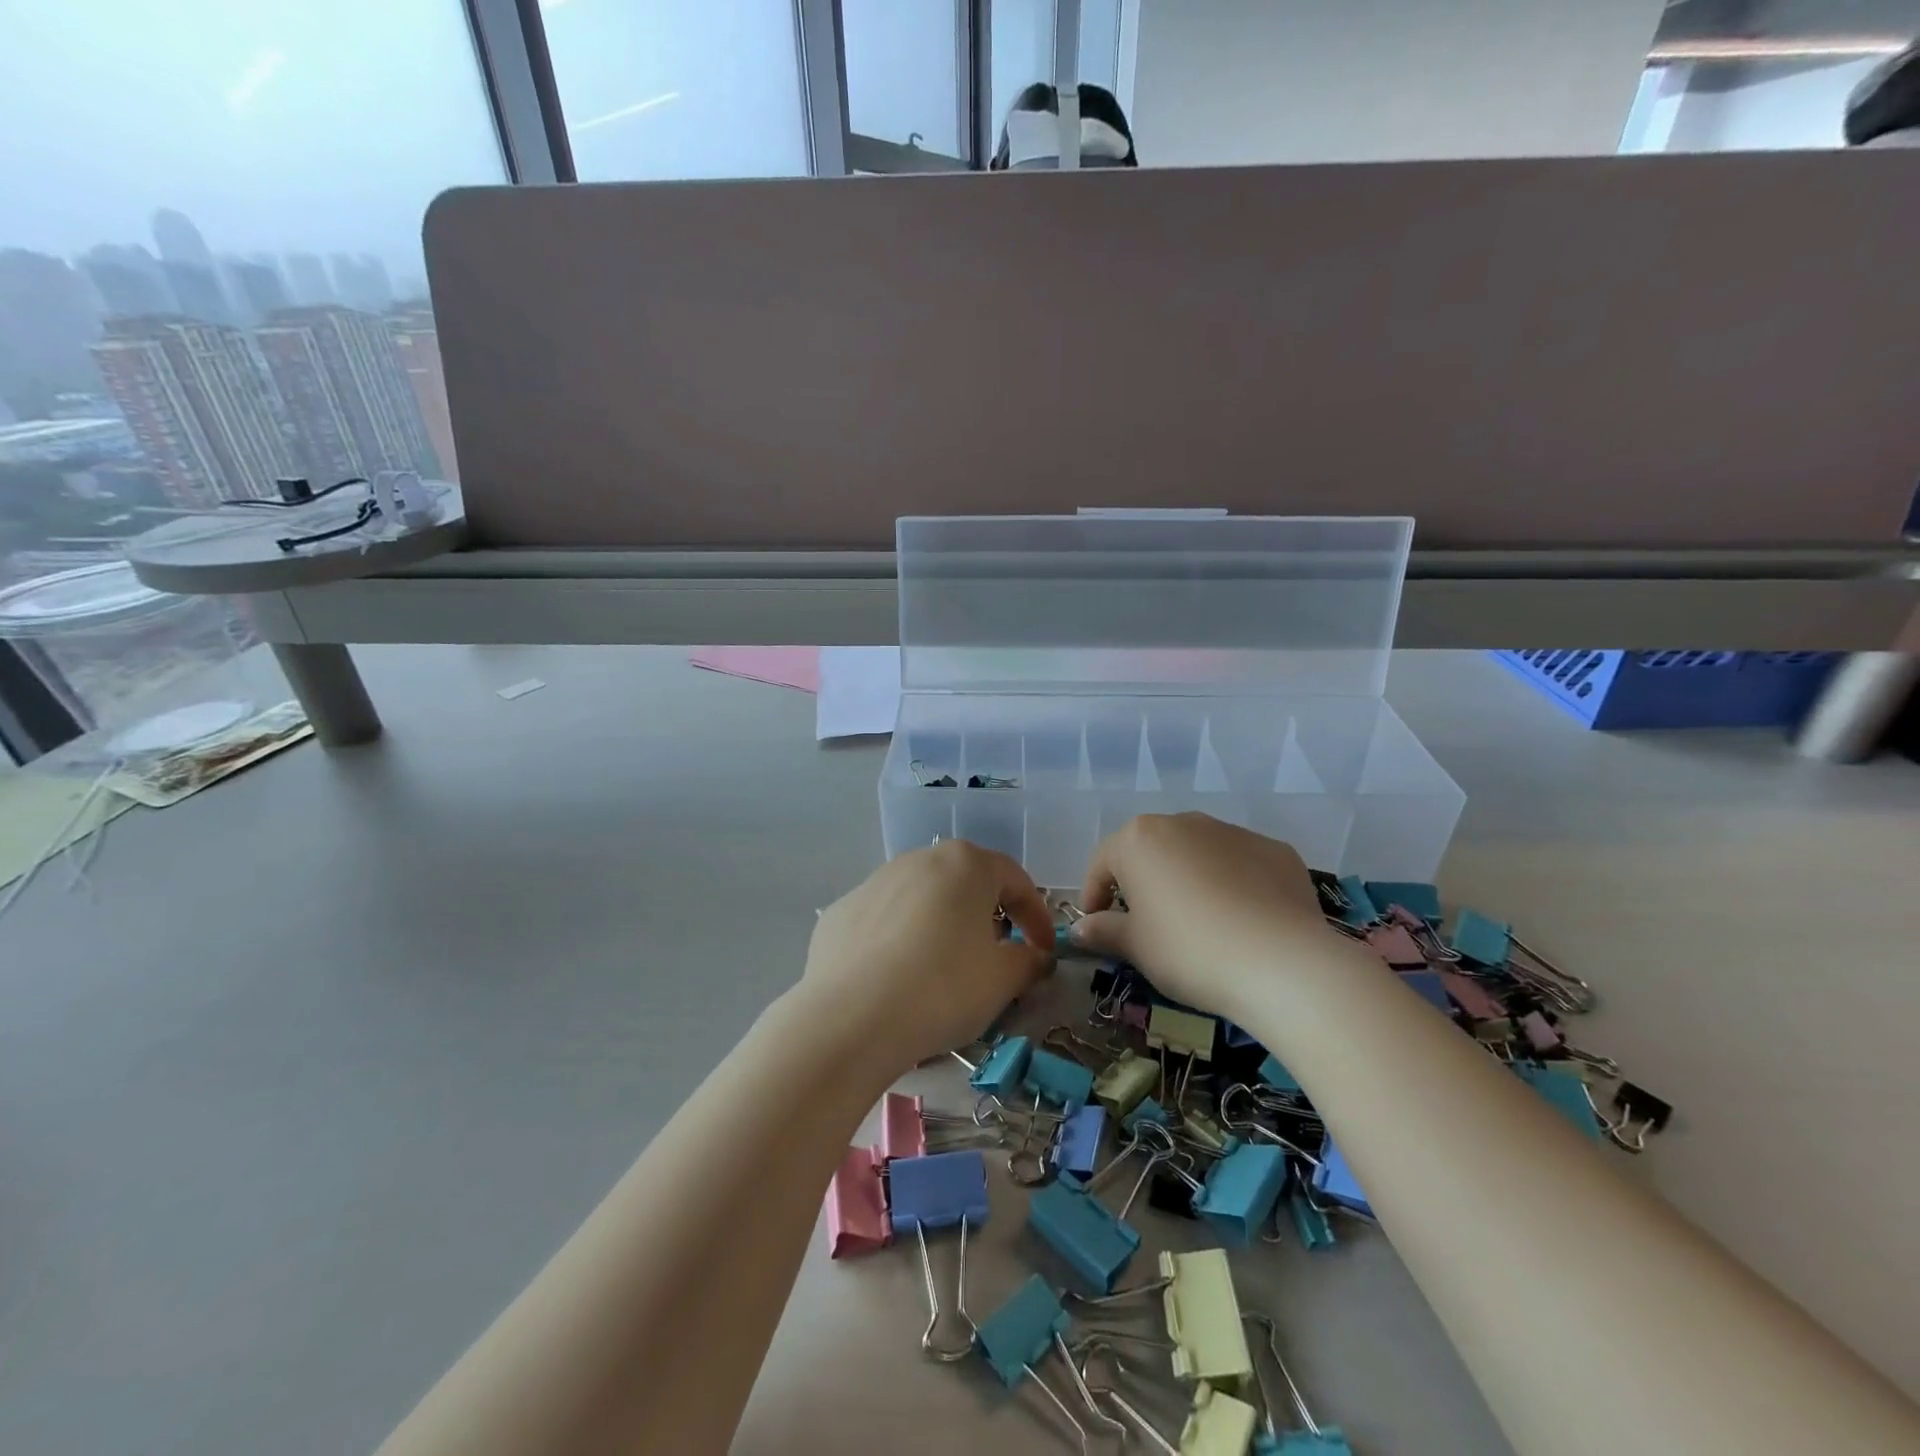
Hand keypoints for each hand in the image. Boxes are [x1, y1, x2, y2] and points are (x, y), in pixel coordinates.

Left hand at [798, 840, 1055, 1076]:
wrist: (850, 1018)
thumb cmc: (942, 988)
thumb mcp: (1002, 980)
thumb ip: (1028, 961)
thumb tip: (1034, 957)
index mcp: (966, 864)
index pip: (1016, 881)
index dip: (1036, 918)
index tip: (1043, 952)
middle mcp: (919, 859)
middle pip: (965, 884)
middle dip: (986, 917)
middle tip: (994, 957)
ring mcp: (875, 882)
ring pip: (922, 900)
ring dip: (941, 927)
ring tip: (943, 970)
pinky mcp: (841, 911)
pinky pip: (884, 922)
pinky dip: (899, 942)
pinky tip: (897, 980)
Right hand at [1071, 812, 1347, 1021]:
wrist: (1281, 963)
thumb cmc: (1188, 949)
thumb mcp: (1136, 947)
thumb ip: (1104, 931)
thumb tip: (1081, 928)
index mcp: (1139, 839)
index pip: (1103, 861)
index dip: (1094, 893)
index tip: (1097, 924)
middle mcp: (1184, 822)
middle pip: (1151, 850)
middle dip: (1143, 882)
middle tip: (1146, 924)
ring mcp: (1233, 832)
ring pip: (1197, 853)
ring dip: (1188, 879)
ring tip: (1198, 923)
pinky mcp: (1275, 850)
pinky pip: (1241, 865)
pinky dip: (1233, 884)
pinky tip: (1242, 921)